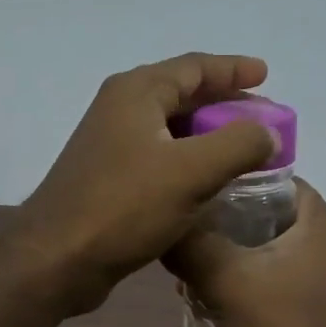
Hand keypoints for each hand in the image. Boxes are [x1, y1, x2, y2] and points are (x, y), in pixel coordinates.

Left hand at [12, 53, 277, 314]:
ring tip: (244, 152)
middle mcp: (120, 110)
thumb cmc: (124, 206)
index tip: (266, 75)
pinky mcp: (108, 179)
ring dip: (208, 137)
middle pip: (182, 95)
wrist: (57, 259)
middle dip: (225, 104)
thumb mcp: (192, 172)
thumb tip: (268, 133)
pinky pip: (159, 159)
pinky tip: (209, 184)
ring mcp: (110, 145)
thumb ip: (239, 144)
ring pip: (171, 130)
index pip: (194, 67)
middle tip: (263, 120)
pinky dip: (189, 163)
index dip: (233, 69)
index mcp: (137, 92)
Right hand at [164, 180, 325, 326]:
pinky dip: (236, 276)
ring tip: (184, 267)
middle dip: (217, 222)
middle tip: (179, 232)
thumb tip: (159, 222)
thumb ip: (191, 244)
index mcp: (317, 219)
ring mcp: (317, 270)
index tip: (187, 189)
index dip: (227, 177)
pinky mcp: (306, 298)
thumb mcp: (228, 282)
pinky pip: (264, 272)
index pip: (268, 174)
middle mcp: (323, 237)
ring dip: (222, 253)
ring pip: (258, 244)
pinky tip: (204, 293)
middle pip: (259, 210)